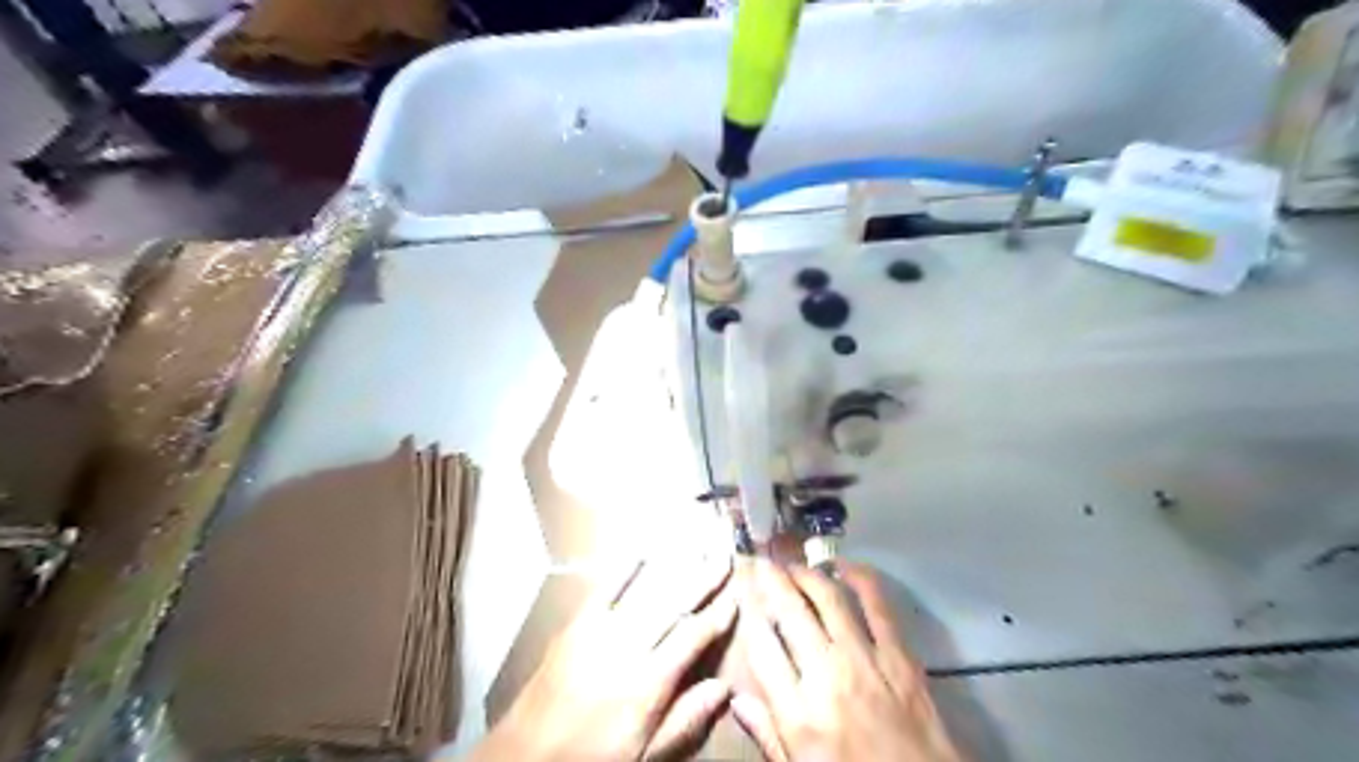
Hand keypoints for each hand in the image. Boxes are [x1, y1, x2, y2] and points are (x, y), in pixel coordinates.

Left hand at [469, 554, 740, 761]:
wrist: (524, 757)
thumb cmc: (590, 758)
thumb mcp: (642, 755)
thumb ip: (683, 721)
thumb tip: (723, 689)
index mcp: (647, 683)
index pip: (692, 636)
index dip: (716, 616)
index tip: (735, 597)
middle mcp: (626, 648)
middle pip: (673, 604)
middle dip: (702, 578)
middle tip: (723, 556)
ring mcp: (598, 632)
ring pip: (645, 591)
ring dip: (673, 567)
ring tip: (694, 548)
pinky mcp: (574, 626)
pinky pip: (604, 590)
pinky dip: (624, 569)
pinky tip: (641, 552)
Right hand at [733, 560, 953, 761]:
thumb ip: (768, 734)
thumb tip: (737, 699)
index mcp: (798, 713)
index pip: (762, 648)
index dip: (749, 613)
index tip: (743, 592)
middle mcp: (827, 675)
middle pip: (790, 612)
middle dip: (771, 581)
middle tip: (762, 562)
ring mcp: (865, 659)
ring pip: (828, 598)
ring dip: (807, 574)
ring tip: (793, 565)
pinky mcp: (900, 654)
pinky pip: (877, 604)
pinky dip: (859, 578)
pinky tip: (843, 566)